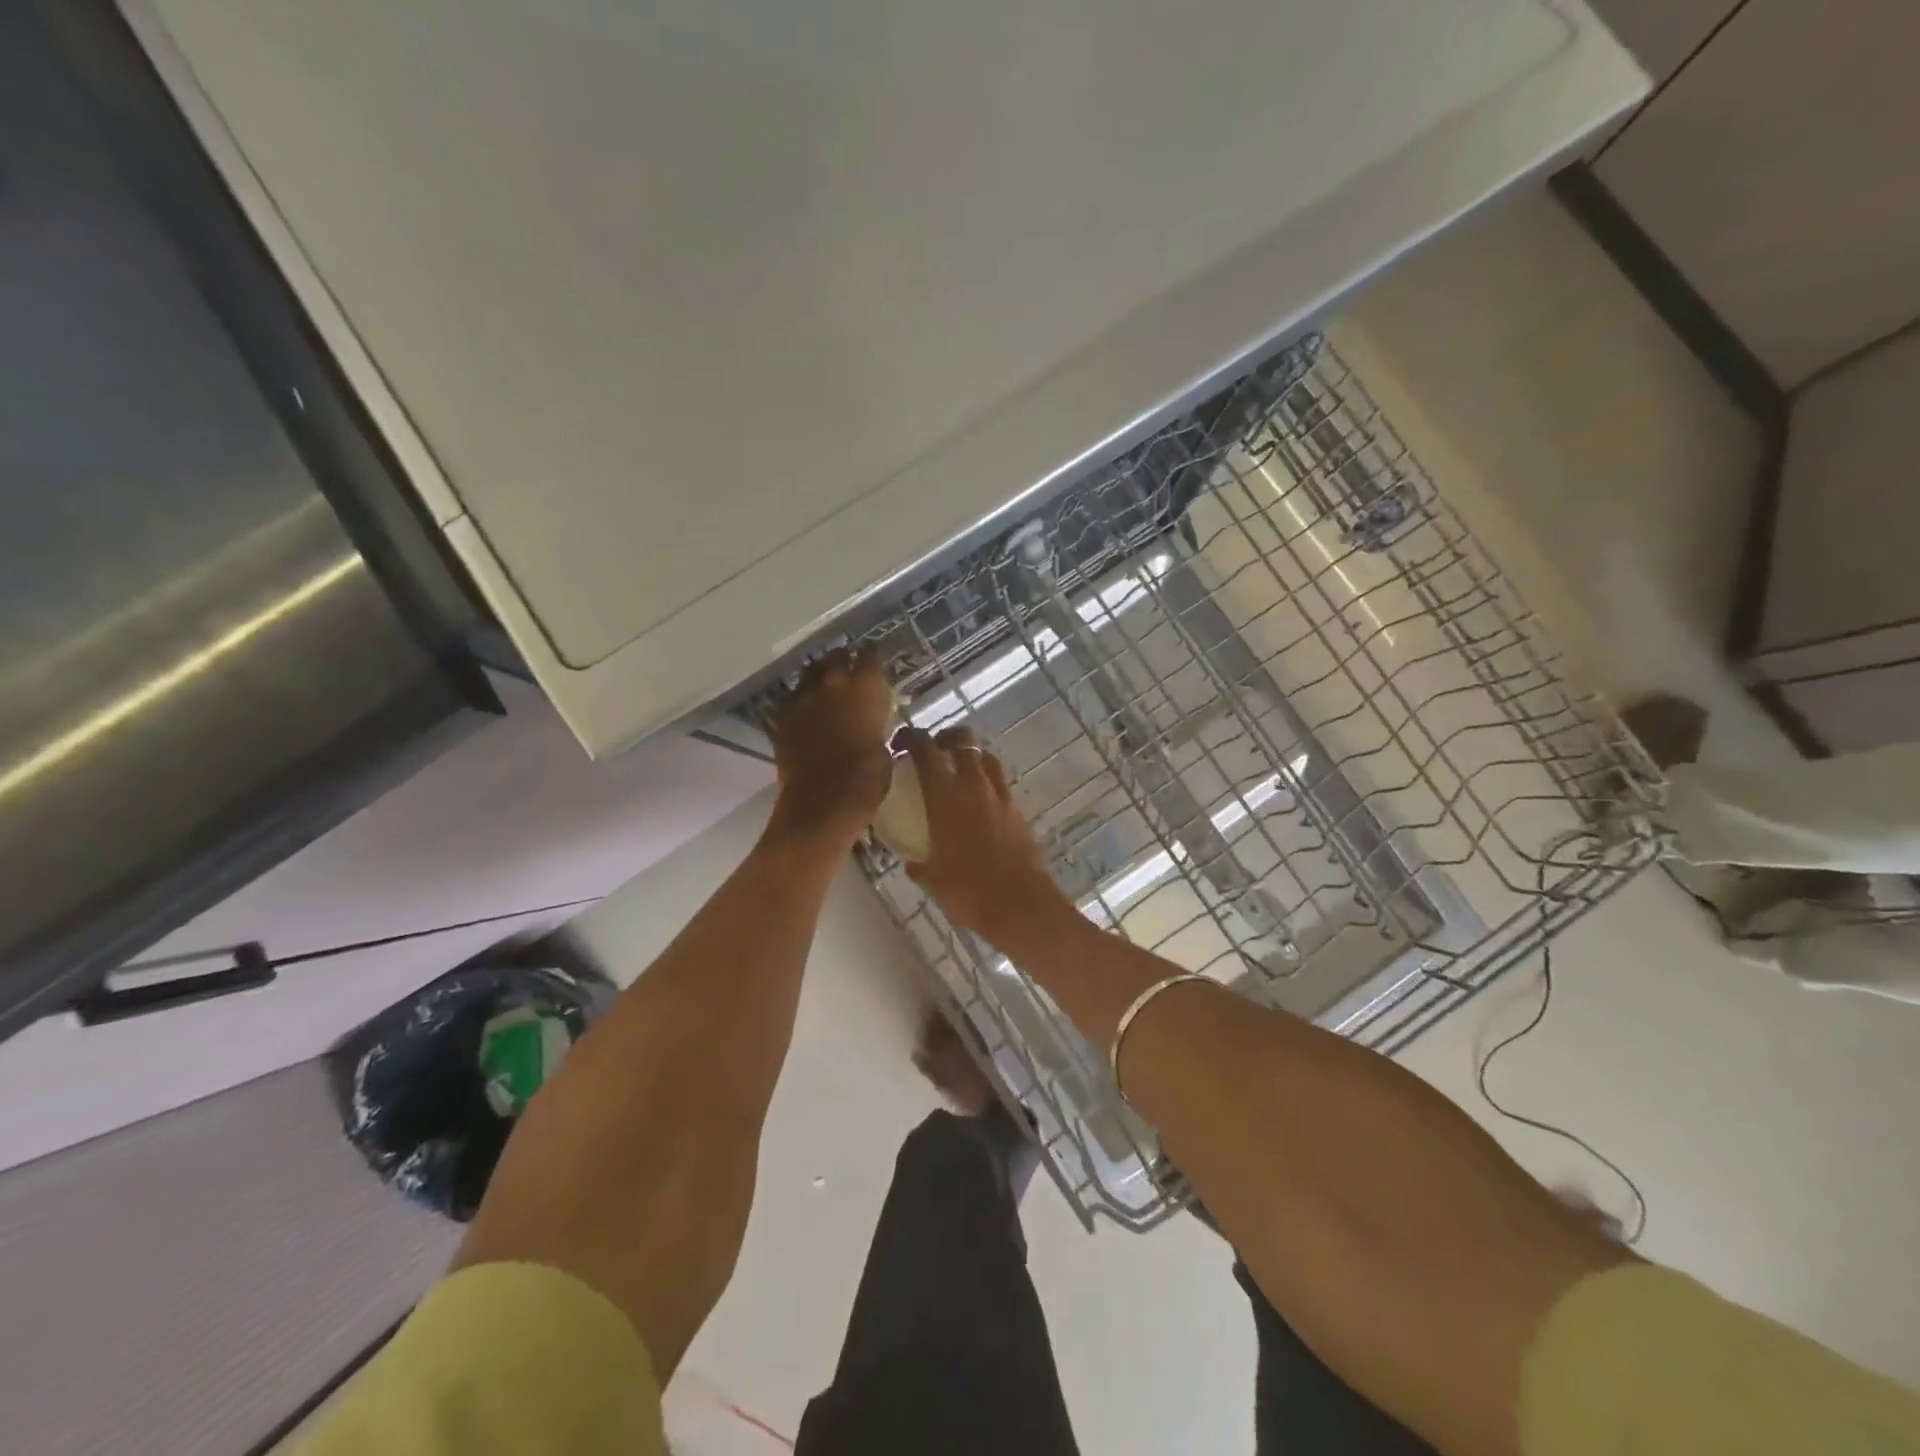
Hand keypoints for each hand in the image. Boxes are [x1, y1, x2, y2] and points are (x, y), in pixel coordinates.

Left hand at [766, 646, 894, 844]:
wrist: (823, 803)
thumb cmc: (868, 780)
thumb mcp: (886, 750)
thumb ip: (877, 728)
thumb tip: (873, 727)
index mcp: (866, 688)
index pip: (870, 655)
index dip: (872, 654)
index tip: (874, 655)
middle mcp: (833, 684)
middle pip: (836, 656)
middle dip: (842, 659)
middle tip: (847, 667)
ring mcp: (803, 699)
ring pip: (809, 674)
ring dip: (817, 677)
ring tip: (822, 686)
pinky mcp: (781, 719)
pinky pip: (788, 700)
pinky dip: (796, 702)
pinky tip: (801, 710)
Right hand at [898, 725, 1076, 946]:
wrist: (1022, 904)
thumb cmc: (969, 891)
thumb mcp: (934, 880)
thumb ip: (920, 866)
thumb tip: (912, 863)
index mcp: (945, 795)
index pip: (925, 749)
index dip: (910, 737)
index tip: (899, 743)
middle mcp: (974, 786)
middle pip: (963, 740)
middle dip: (946, 737)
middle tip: (933, 750)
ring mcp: (1000, 796)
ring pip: (986, 758)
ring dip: (971, 757)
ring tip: (959, 773)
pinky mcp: (1018, 811)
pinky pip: (1000, 784)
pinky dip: (987, 783)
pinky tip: (979, 805)